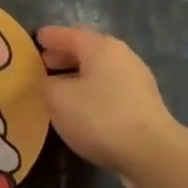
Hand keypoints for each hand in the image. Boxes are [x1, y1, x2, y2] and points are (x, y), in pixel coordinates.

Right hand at [37, 26, 182, 187]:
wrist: (151, 153)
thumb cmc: (100, 117)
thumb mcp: (59, 99)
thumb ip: (47, 85)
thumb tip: (49, 83)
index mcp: (102, 48)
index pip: (70, 34)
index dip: (51, 37)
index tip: (36, 38)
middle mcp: (122, 57)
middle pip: (87, 50)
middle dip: (64, 56)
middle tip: (43, 64)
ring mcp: (137, 81)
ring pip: (99, 71)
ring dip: (77, 76)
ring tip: (58, 88)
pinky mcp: (143, 105)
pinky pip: (109, 89)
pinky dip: (91, 92)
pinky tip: (81, 108)